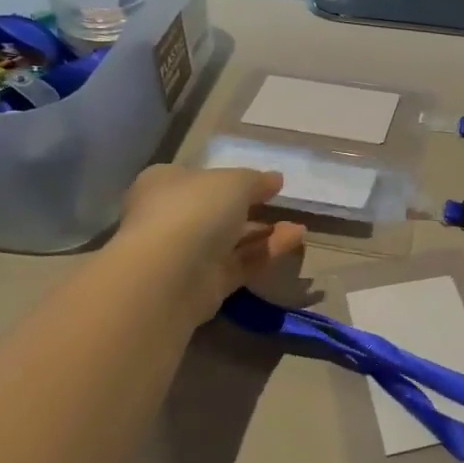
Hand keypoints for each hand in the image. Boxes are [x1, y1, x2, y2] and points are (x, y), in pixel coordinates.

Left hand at [115, 165, 305, 326]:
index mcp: (164, 184)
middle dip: (249, 209)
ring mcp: (186, 255)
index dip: (228, 178)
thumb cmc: (195, 209)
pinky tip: (296, 239)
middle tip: (281, 205)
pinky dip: (267, 251)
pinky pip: (240, 263)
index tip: (261, 182)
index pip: (196, 178)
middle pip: (215, 211)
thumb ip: (256, 180)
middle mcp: (170, 218)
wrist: (169, 274)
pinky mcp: (204, 285)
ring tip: (299, 226)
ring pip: (231, 240)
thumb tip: (274, 179)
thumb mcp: (234, 181)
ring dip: (265, 232)